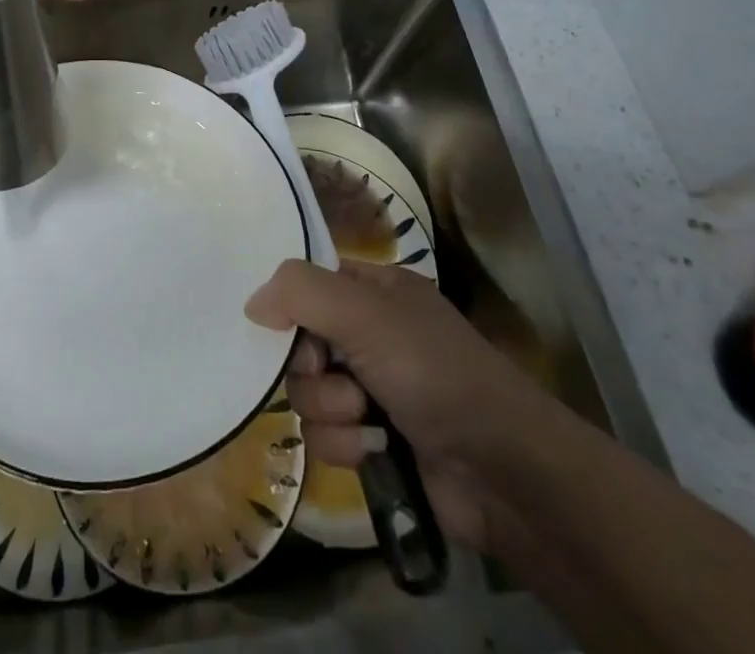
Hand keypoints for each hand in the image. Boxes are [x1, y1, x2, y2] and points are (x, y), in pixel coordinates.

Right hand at [245, 259, 553, 548]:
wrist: (501, 469)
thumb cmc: (432, 370)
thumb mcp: (365, 313)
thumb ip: (301, 292)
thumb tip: (253, 303)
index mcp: (376, 289)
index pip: (309, 283)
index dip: (291, 306)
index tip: (285, 328)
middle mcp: (370, 333)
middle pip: (301, 343)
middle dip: (312, 369)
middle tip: (332, 376)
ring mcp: (373, 389)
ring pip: (308, 394)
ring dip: (329, 410)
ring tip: (364, 418)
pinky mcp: (373, 440)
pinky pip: (325, 436)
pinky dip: (343, 444)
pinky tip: (373, 449)